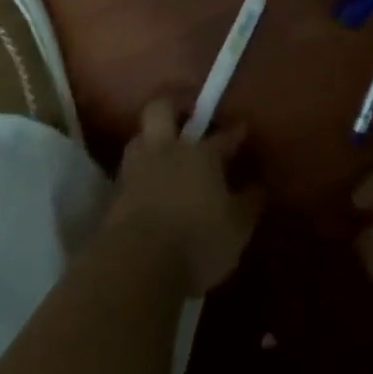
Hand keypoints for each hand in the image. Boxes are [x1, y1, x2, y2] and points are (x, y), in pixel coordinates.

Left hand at [106, 99, 262, 293]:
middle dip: (174, 106)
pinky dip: (141, 173)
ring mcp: (136, 170)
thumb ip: (249, 202)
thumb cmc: (198, 241)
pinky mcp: (115, 195)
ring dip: (151, 139)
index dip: (234, 133)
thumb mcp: (238, 228)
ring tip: (165, 152)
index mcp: (201, 154)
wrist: (137, 266)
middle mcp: (166, 152)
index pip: (222, 137)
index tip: (242, 130)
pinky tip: (150, 185)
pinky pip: (130, 172)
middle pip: (161, 109)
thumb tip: (257, 185)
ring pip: (139, 138)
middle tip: (187, 116)